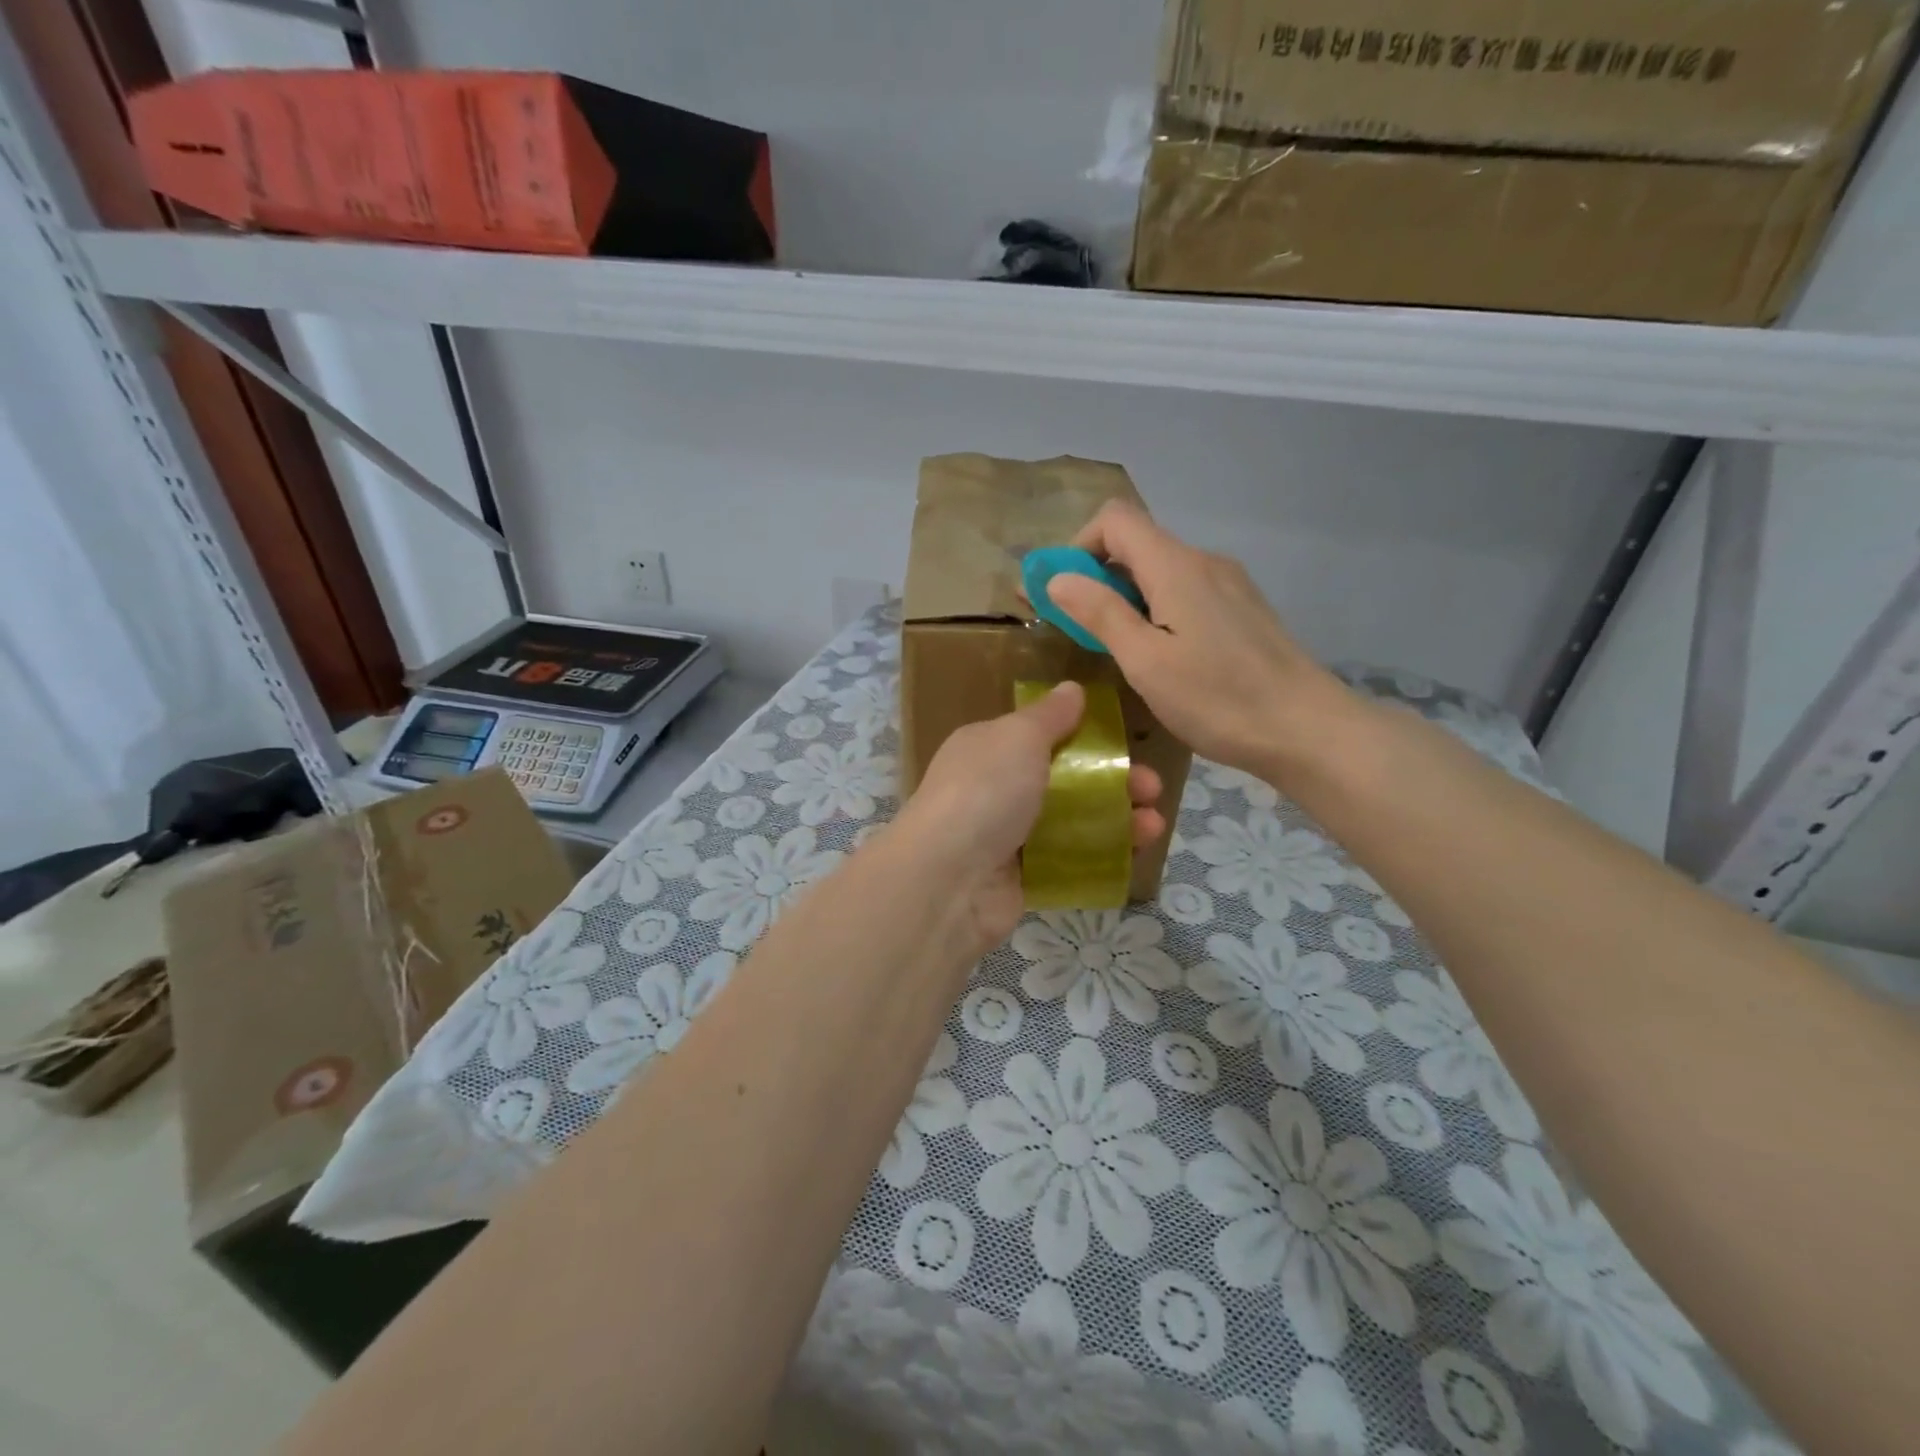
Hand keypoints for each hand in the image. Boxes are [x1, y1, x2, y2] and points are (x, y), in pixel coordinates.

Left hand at [892, 682, 1164, 947]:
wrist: (949, 879)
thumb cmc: (985, 791)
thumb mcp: (1018, 737)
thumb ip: (1049, 716)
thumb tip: (1071, 689)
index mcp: (988, 748)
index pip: (1039, 736)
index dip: (1083, 737)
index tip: (1123, 743)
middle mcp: (995, 789)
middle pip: (1064, 780)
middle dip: (1113, 781)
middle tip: (1152, 788)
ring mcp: (1007, 837)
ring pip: (1071, 822)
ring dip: (1116, 820)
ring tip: (1154, 825)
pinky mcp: (1021, 878)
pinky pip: (1067, 861)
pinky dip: (1100, 856)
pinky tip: (1133, 855)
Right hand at [1046, 500, 1352, 781]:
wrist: (1306, 729)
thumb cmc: (1219, 699)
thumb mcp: (1146, 662)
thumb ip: (1101, 613)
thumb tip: (1058, 576)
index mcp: (1176, 567)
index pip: (1115, 519)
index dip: (1078, 546)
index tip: (1061, 593)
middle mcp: (1203, 562)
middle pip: (1136, 543)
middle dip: (1096, 576)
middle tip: (1075, 627)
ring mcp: (1228, 584)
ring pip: (1160, 570)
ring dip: (1125, 596)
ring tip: (1115, 648)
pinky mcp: (1241, 609)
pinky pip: (1184, 592)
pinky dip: (1155, 609)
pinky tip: (1160, 655)